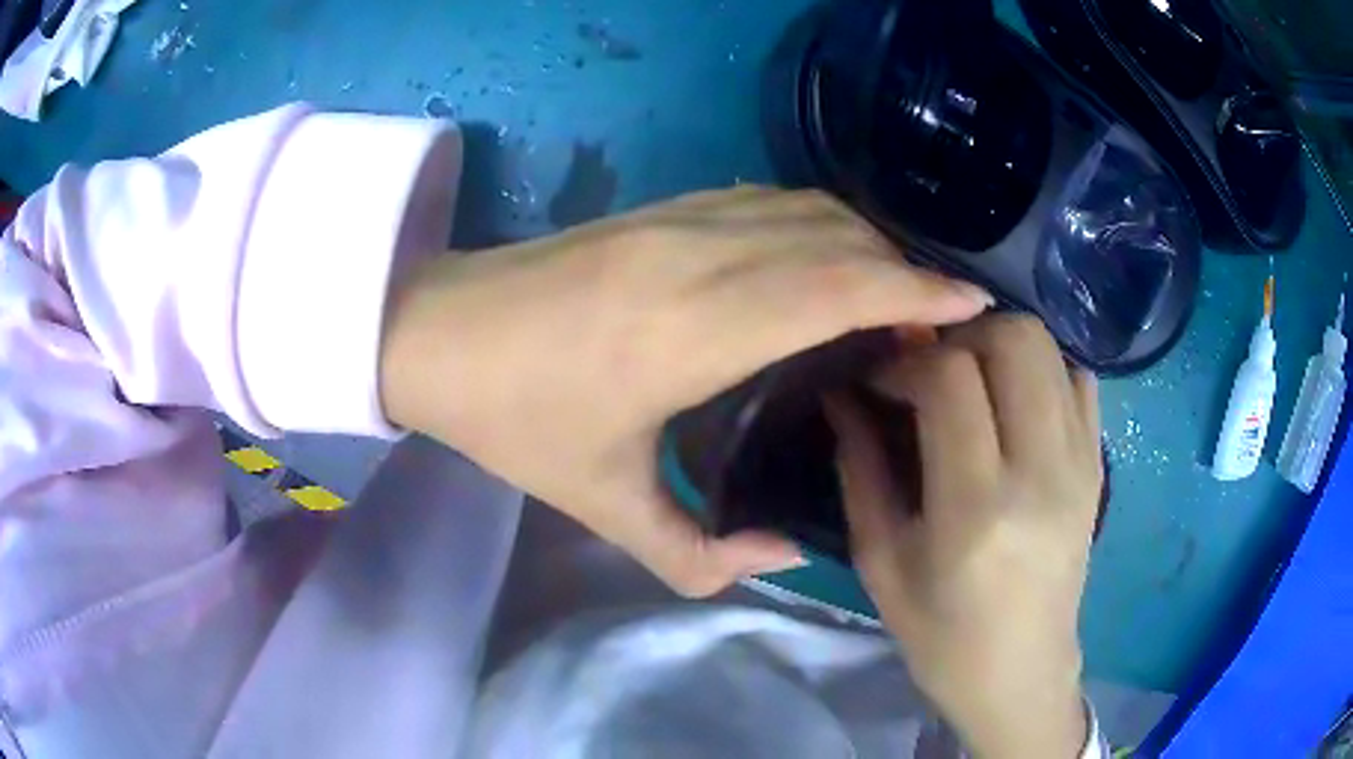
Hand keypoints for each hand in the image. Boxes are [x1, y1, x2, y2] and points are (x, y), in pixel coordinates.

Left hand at [379, 187, 990, 595]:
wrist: (434, 333)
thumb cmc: (511, 418)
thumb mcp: (600, 505)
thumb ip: (696, 553)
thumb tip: (782, 552)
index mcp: (691, 328)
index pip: (835, 287)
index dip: (914, 292)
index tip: (970, 304)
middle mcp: (698, 255)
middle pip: (835, 239)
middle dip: (902, 272)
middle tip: (936, 323)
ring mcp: (676, 219)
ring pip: (804, 208)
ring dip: (863, 243)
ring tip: (892, 295)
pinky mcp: (658, 208)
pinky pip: (765, 200)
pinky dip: (817, 224)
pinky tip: (825, 260)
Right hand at [826, 315, 1101, 757]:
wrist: (1020, 671)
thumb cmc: (940, 633)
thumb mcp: (879, 559)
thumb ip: (860, 465)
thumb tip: (842, 391)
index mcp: (976, 508)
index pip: (950, 376)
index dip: (905, 360)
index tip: (880, 379)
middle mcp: (1041, 472)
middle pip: (1013, 338)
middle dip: (958, 336)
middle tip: (928, 370)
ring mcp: (1081, 463)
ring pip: (1048, 346)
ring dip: (998, 345)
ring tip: (969, 381)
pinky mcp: (1098, 464)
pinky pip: (1077, 377)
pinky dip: (1040, 369)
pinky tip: (1013, 403)